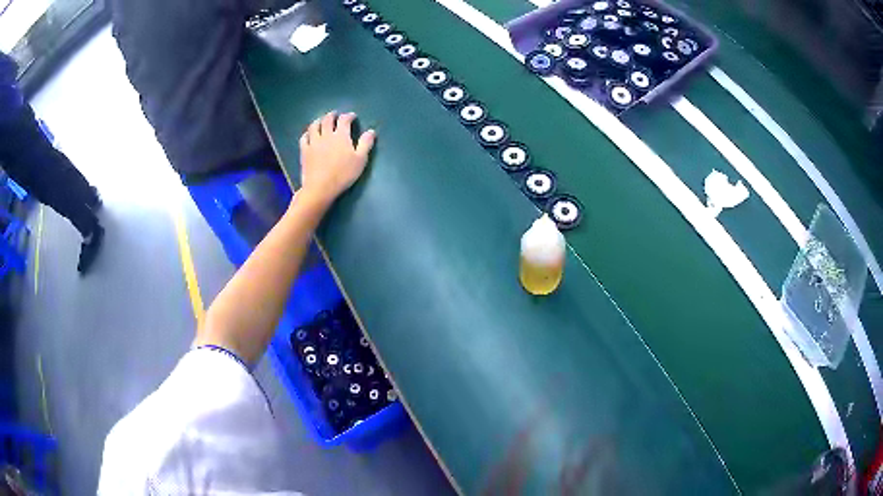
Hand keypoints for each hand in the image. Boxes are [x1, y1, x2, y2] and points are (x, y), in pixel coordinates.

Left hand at [298, 111, 375, 206]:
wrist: (321, 187)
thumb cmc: (343, 175)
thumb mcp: (360, 160)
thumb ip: (365, 144)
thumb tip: (371, 131)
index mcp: (341, 136)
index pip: (344, 120)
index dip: (348, 116)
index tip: (352, 116)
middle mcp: (326, 135)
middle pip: (327, 120)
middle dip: (332, 115)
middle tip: (335, 114)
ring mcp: (313, 142)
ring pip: (314, 126)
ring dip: (318, 121)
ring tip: (321, 120)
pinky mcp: (304, 151)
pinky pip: (304, 138)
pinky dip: (307, 134)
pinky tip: (309, 134)